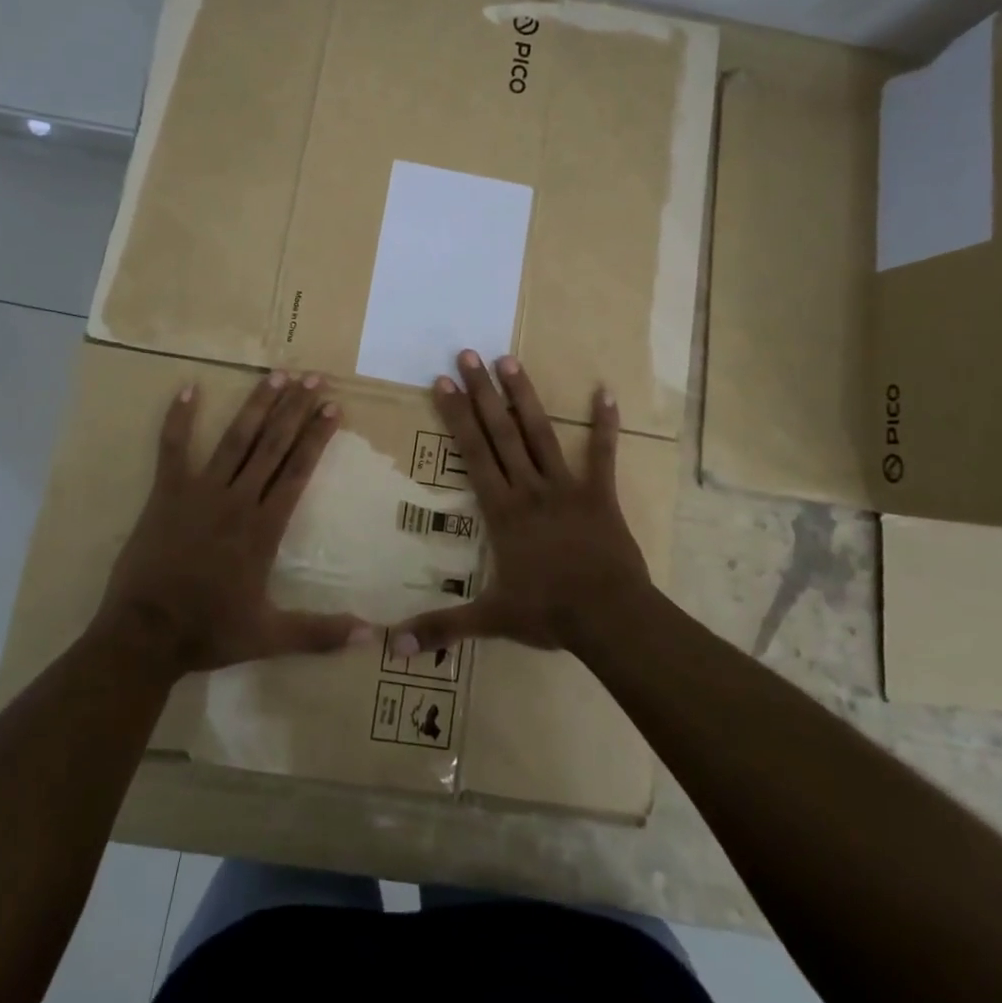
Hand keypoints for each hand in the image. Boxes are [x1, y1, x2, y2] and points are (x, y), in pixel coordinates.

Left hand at [90, 372, 370, 679]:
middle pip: (272, 446)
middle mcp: (237, 500)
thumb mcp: (269, 636)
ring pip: (235, 440)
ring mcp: (199, 493)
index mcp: (263, 528)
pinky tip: (189, 387)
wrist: (144, 636)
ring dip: (257, 405)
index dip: (317, 437)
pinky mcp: (166, 494)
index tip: (334, 407)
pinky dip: (180, 418)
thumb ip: (320, 633)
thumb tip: (370, 636)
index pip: (297, 471)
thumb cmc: (208, 632)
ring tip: (276, 374)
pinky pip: (172, 449)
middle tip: (314, 377)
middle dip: (296, 409)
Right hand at [389, 350, 653, 659]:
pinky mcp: (599, 494)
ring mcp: (567, 487)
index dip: (457, 416)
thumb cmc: (548, 613)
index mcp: (503, 509)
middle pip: (501, 432)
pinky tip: (607, 393)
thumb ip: (441, 627)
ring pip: (541, 433)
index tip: (442, 383)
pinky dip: (604, 425)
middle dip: (482, 392)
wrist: (610, 618)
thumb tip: (392, 647)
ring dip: (525, 397)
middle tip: (468, 354)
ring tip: (510, 361)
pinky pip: (602, 454)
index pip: (473, 454)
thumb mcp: (490, 619)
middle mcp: (530, 487)